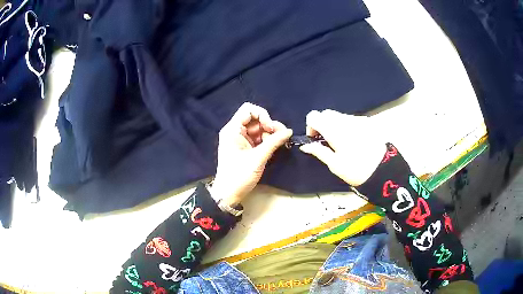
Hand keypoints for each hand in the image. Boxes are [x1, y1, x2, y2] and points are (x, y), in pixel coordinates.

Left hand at [211, 103, 292, 206]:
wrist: (228, 194)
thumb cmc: (239, 175)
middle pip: (255, 119)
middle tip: (282, 135)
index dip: (262, 115)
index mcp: (232, 130)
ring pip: (258, 129)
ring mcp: (240, 140)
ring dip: (270, 133)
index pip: (248, 110)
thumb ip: (273, 142)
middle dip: (269, 125)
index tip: (270, 128)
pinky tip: (275, 146)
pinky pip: (258, 138)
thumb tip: (289, 131)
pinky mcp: (245, 148)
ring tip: (280, 142)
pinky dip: (267, 140)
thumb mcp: (257, 158)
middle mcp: (235, 131)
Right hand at [299, 110, 385, 185]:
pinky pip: (351, 119)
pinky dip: (346, 125)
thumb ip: (319, 151)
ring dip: (335, 124)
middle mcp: (344, 120)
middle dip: (322, 124)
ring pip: (339, 115)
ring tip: (342, 141)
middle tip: (327, 141)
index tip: (315, 139)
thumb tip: (305, 146)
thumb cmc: (356, 169)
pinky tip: (353, 139)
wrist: (383, 169)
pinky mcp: (367, 121)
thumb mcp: (335, 164)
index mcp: (334, 130)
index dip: (311, 126)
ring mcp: (357, 119)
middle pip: (326, 113)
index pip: (314, 116)